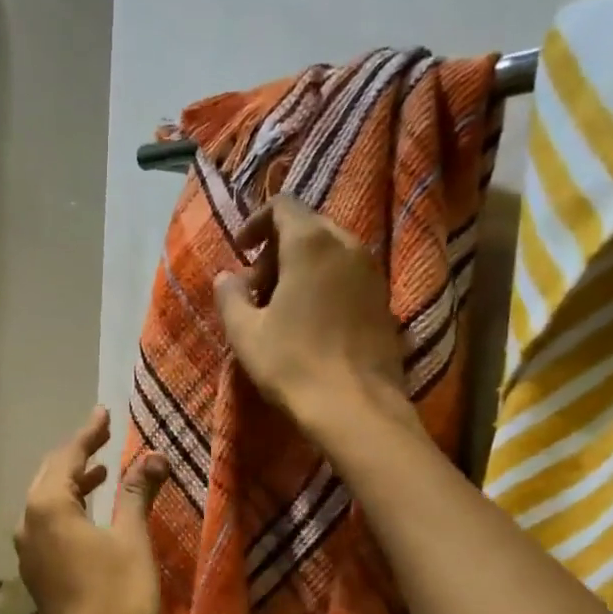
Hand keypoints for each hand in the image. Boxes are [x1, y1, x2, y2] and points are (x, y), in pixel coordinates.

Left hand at [16, 408, 170, 613]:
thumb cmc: (118, 596)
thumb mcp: (131, 538)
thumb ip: (137, 492)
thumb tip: (154, 456)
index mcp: (48, 506)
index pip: (68, 456)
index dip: (88, 433)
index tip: (104, 412)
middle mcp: (28, 521)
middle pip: (50, 475)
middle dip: (78, 455)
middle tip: (104, 437)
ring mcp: (27, 549)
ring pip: (47, 501)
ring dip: (74, 483)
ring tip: (103, 472)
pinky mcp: (36, 570)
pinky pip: (47, 524)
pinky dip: (68, 508)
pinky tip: (90, 512)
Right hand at [213, 194, 410, 439]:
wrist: (356, 408)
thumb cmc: (293, 365)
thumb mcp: (245, 332)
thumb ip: (230, 296)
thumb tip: (227, 277)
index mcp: (311, 243)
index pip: (282, 205)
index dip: (255, 222)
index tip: (241, 251)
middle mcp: (348, 245)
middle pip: (308, 227)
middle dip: (277, 249)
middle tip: (256, 287)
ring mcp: (372, 273)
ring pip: (330, 252)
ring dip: (301, 268)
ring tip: (281, 308)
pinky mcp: (384, 301)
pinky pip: (348, 276)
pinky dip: (325, 285)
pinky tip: (310, 323)